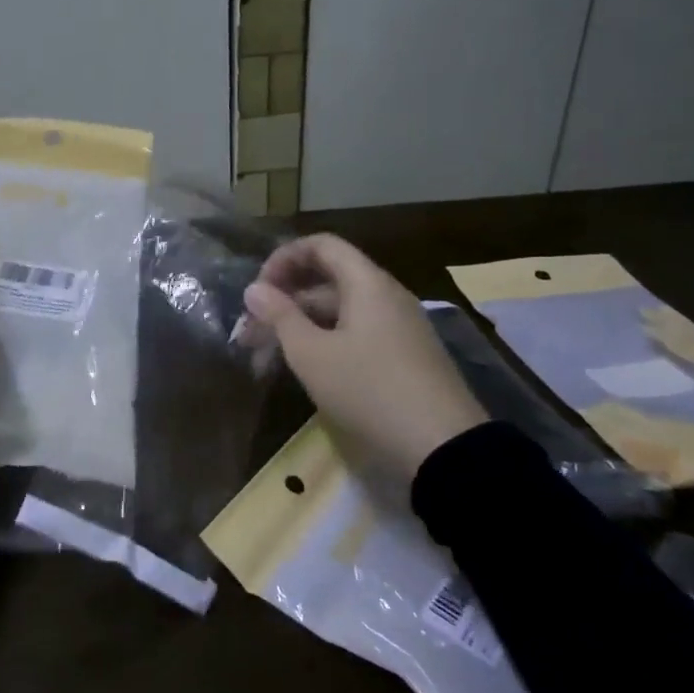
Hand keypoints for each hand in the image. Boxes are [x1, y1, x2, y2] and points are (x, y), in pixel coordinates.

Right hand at [243, 234, 485, 478]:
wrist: (443, 446)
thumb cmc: (369, 389)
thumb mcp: (312, 354)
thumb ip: (280, 316)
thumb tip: (254, 289)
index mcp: (367, 283)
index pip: (321, 245)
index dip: (284, 258)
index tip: (257, 291)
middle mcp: (386, 296)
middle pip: (328, 280)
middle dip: (284, 302)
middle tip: (250, 334)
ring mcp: (398, 327)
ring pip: (339, 312)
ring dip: (300, 327)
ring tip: (266, 360)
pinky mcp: (404, 356)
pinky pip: (356, 334)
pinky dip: (325, 343)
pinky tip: (304, 371)